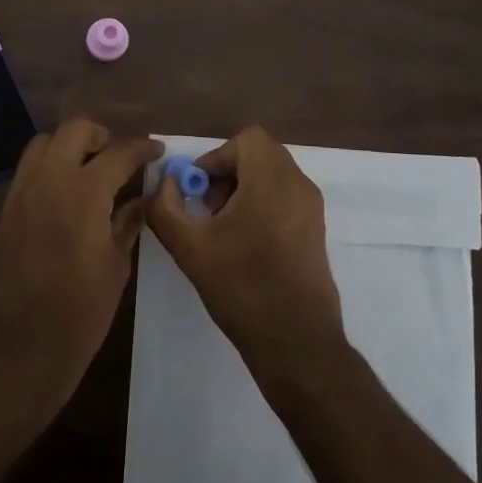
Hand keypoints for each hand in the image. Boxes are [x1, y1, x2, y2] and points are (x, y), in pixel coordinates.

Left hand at [0, 119, 161, 414]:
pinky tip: (67, 195)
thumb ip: (129, 222)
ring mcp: (22, 191)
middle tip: (119, 158)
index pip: (118, 153)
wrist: (19, 347)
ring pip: (44, 143)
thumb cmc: (79, 312)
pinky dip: (50, 167)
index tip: (157, 151)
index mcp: (83, 192)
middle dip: (101, 136)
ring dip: (70, 146)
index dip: (142, 149)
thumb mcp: (116, 265)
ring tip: (90, 171)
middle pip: (74, 130)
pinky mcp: (6, 209)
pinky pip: (29, 169)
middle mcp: (49, 179)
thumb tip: (143, 198)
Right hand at [145, 126, 346, 377]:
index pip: (246, 140)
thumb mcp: (189, 248)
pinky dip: (262, 203)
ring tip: (223, 229)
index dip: (216, 156)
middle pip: (260, 154)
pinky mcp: (317, 230)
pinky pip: (285, 196)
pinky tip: (245, 244)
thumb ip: (165, 207)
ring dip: (244, 188)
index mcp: (272, 181)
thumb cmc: (242, 288)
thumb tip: (165, 183)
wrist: (297, 343)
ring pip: (273, 175)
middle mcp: (298, 185)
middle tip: (208, 208)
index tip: (198, 191)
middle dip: (228, 172)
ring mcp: (312, 208)